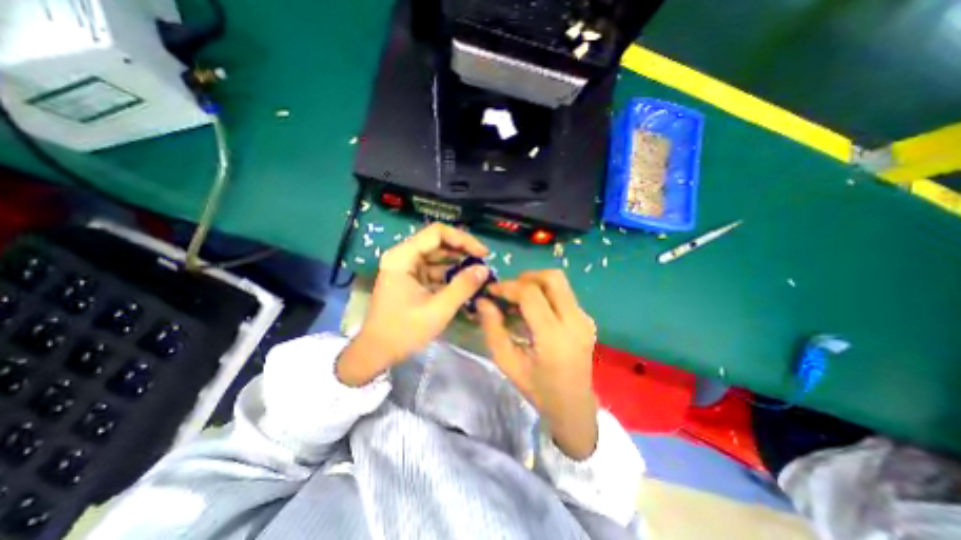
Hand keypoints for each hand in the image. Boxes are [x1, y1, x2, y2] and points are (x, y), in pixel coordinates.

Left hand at [335, 224, 488, 387]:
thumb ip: (463, 287)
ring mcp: (407, 267)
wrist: (377, 353)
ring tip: (479, 272)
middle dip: (462, 251)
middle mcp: (403, 256)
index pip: (437, 233)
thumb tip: (485, 269)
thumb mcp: (438, 310)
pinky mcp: (411, 278)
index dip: (463, 239)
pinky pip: (434, 269)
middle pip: (438, 242)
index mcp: (403, 257)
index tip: (483, 253)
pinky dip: (450, 274)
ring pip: (438, 256)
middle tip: (484, 263)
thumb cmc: (403, 332)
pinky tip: (465, 282)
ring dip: (458, 262)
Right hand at [477, 271, 598, 459]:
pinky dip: (545, 292)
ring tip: (518, 298)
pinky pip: (564, 293)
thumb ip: (493, 329)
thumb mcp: (507, 363)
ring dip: (535, 283)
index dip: (508, 287)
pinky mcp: (586, 318)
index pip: (531, 295)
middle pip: (552, 278)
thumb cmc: (538, 389)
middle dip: (525, 277)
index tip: (491, 291)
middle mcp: (575, 322)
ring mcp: (585, 318)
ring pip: (560, 282)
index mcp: (554, 337)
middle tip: (508, 291)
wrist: (574, 406)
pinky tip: (533, 309)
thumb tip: (483, 301)